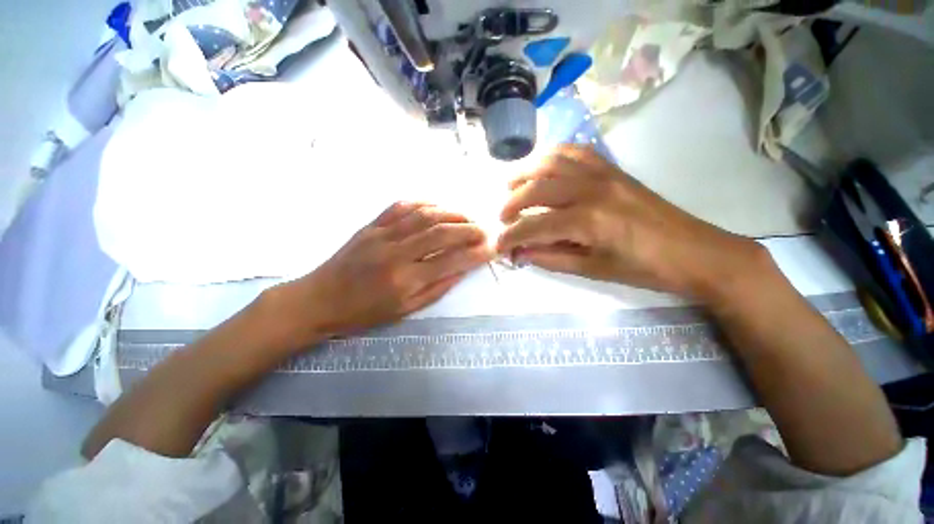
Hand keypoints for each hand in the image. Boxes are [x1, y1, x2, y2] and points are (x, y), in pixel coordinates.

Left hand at [267, 202, 491, 348]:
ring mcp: (382, 234)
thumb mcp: (405, 310)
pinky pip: (401, 206)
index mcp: (404, 281)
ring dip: (451, 213)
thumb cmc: (364, 313)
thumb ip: (437, 288)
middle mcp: (395, 253)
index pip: (450, 261)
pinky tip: (438, 206)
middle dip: (468, 229)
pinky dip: (424, 202)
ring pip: (424, 215)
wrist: (319, 299)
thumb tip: (463, 268)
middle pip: (440, 232)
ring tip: (467, 217)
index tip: (492, 248)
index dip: (475, 254)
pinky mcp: (371, 225)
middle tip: (484, 230)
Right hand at [496, 145, 763, 299]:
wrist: (694, 251)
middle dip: (510, 204)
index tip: (497, 245)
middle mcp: (591, 189)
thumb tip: (519, 254)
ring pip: (551, 161)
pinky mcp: (612, 167)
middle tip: (502, 219)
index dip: (510, 236)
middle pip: (536, 188)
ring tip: (510, 187)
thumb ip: (550, 258)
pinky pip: (575, 151)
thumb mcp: (592, 270)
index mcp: (587, 221)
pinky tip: (541, 167)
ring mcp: (603, 173)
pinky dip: (551, 156)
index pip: (534, 225)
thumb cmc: (643, 269)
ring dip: (524, 173)